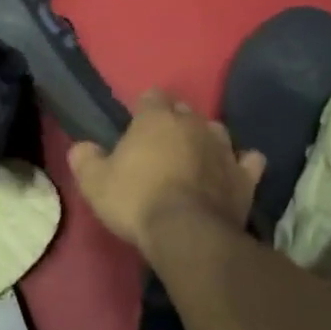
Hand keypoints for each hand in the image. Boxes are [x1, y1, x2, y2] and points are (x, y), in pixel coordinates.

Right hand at [67, 90, 263, 253]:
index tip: (135, 123)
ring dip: (206, 138)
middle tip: (160, 144)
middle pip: (185, 111)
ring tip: (195, 155)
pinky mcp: (245, 177)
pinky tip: (234, 171)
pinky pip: (249, 160)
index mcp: (156, 119)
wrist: (187, 233)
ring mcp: (224, 149)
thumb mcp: (95, 182)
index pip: (152, 96)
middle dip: (174, 121)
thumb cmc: (136, 200)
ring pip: (217, 131)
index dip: (143, 107)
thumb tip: (81, 147)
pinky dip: (241, 163)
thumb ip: (85, 159)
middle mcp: (193, 125)